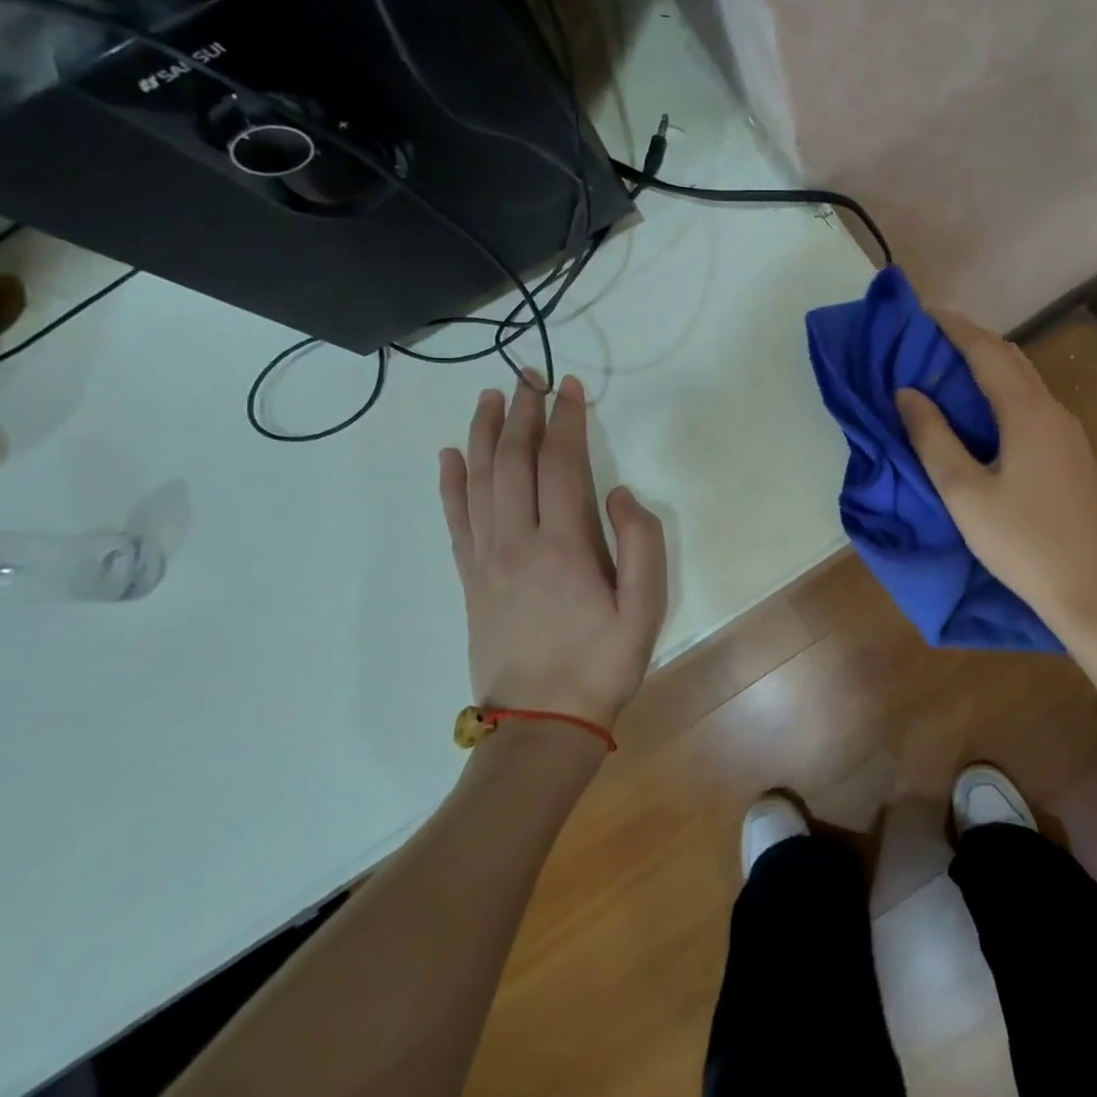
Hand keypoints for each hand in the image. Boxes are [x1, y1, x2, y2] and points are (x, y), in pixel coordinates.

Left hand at [439, 374, 667, 728]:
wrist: (541, 722)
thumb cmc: (602, 662)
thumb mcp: (646, 608)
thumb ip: (642, 543)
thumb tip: (620, 494)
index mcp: (564, 545)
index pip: (561, 463)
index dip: (566, 419)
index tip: (571, 386)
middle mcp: (517, 541)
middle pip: (514, 461)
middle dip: (523, 412)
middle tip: (528, 375)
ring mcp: (486, 559)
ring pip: (479, 481)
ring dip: (484, 433)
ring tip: (490, 397)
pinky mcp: (469, 578)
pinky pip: (455, 519)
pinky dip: (451, 482)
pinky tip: (450, 455)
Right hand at [895, 312, 1096, 692]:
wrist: (1089, 590)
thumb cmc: (1020, 542)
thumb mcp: (964, 492)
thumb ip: (932, 437)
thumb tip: (907, 392)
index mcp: (1027, 413)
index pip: (987, 350)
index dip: (953, 327)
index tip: (920, 314)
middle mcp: (1053, 411)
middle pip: (1010, 358)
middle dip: (969, 341)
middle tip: (927, 341)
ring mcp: (1068, 433)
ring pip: (1024, 381)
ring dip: (987, 366)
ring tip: (946, 371)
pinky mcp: (1071, 454)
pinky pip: (1032, 404)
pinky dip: (1001, 392)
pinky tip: (980, 412)